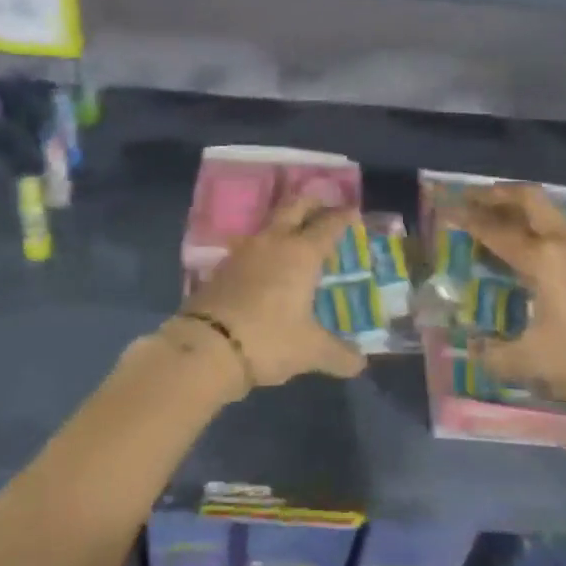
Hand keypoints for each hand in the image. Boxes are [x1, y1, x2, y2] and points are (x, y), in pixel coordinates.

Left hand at [182, 195, 366, 389]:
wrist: (206, 347)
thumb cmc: (268, 340)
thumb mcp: (310, 351)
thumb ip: (338, 354)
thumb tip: (360, 363)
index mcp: (301, 254)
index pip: (327, 226)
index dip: (342, 217)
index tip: (353, 210)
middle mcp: (273, 243)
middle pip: (294, 208)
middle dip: (311, 203)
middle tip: (324, 205)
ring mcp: (243, 252)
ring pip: (268, 225)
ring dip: (284, 224)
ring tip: (296, 236)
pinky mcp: (221, 268)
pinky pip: (250, 248)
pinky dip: (265, 249)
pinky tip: (267, 265)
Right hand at [447, 183, 565, 417]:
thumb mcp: (535, 364)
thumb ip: (496, 357)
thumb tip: (475, 352)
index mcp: (545, 259)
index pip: (496, 230)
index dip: (466, 218)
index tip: (444, 207)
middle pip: (530, 200)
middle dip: (498, 195)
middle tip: (473, 198)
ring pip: (551, 217)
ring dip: (521, 214)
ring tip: (499, 227)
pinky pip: (565, 238)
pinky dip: (540, 236)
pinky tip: (536, 263)